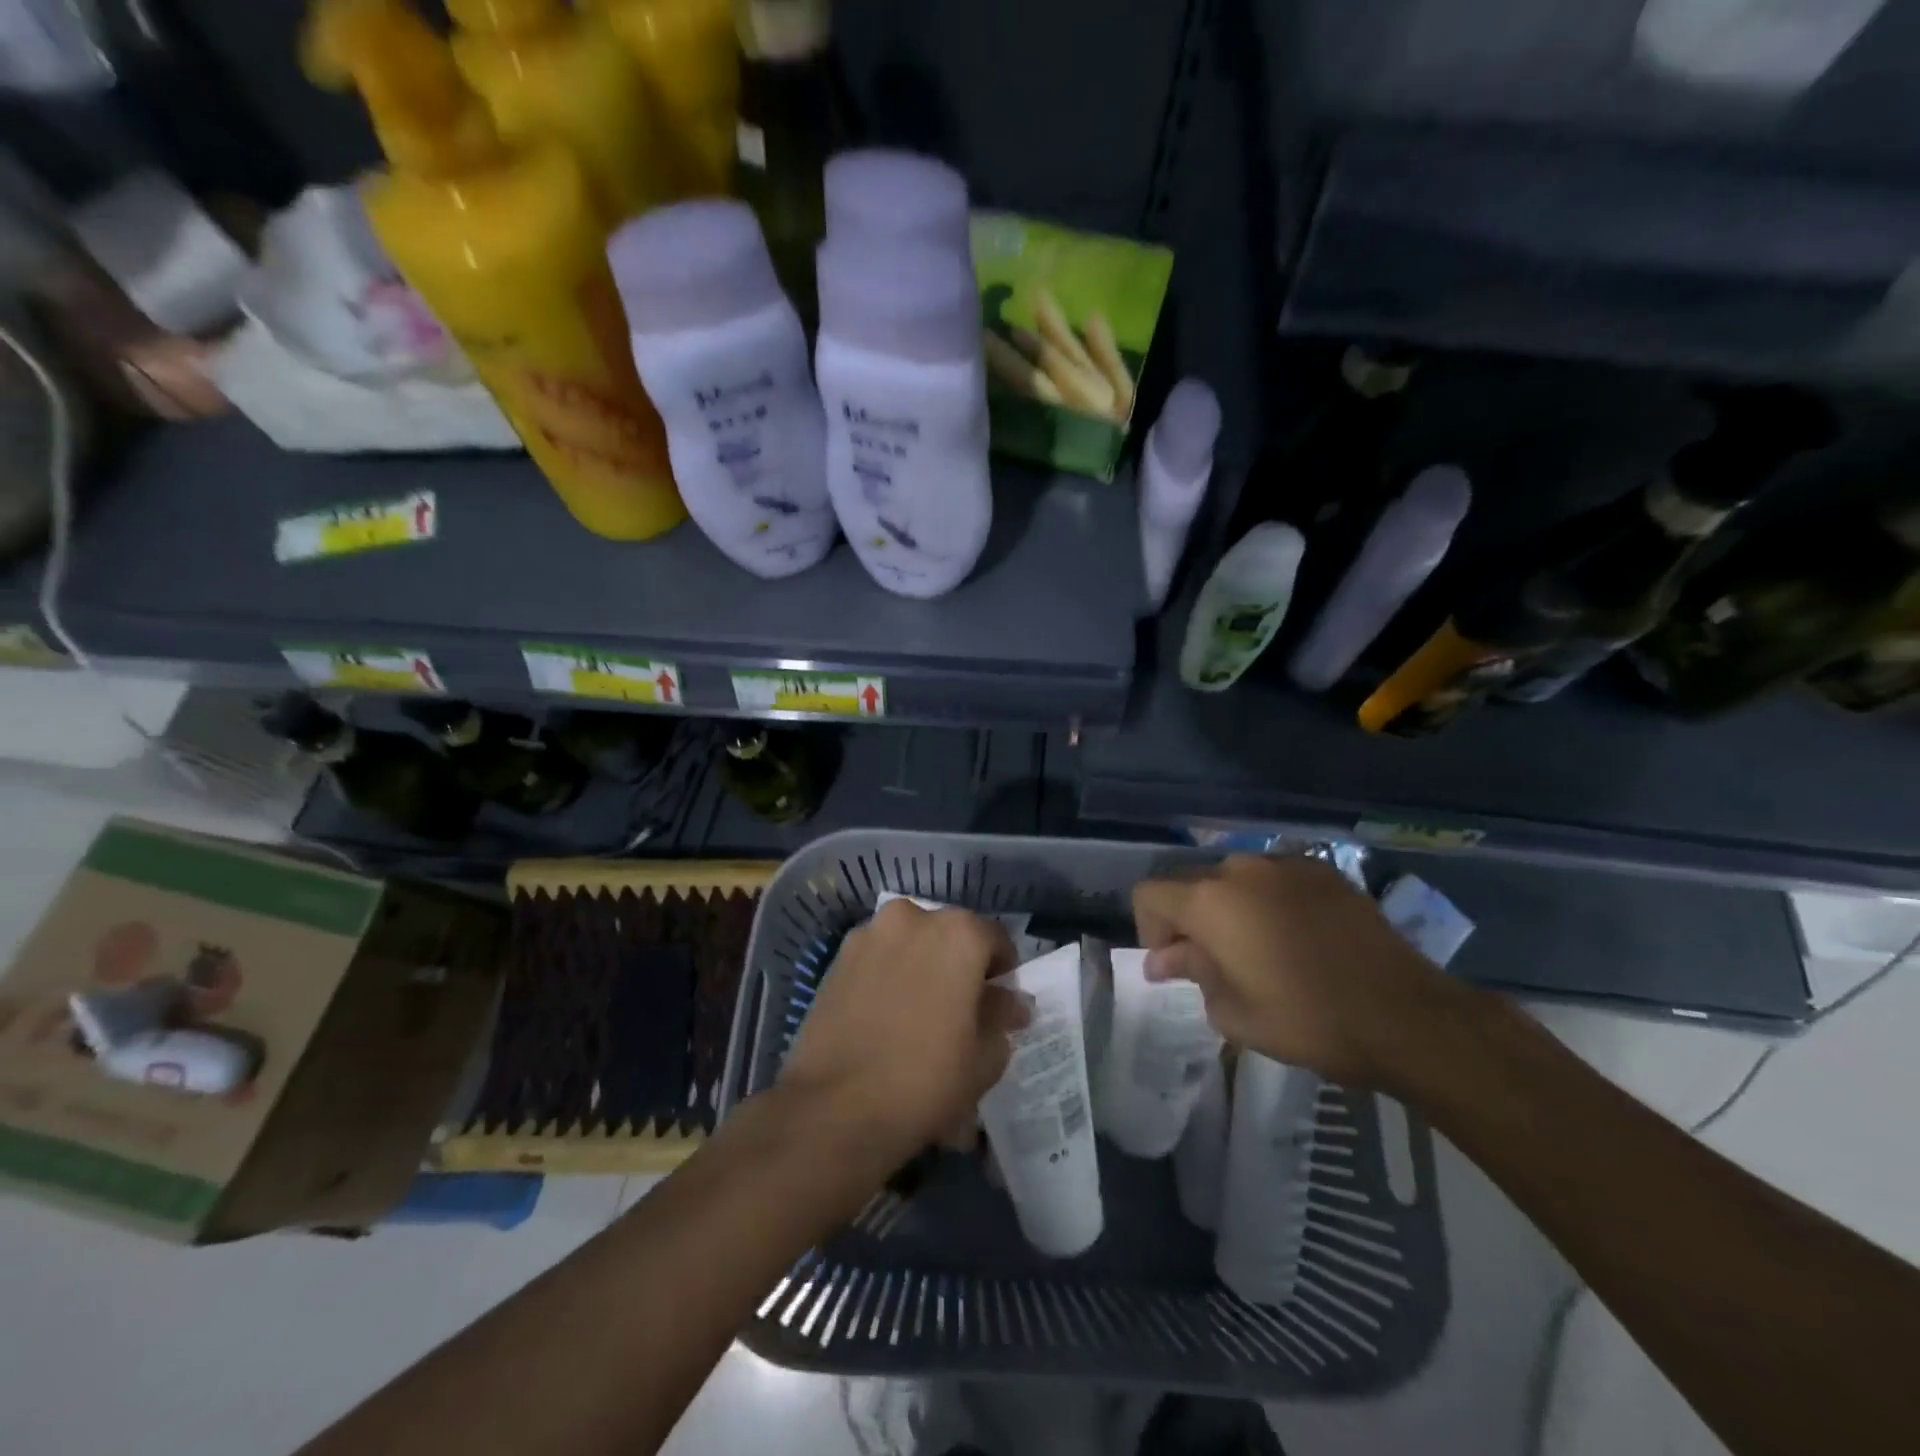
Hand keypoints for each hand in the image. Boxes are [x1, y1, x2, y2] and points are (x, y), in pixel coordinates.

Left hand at [777, 899, 1028, 1163]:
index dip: (1003, 971)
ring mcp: (870, 934)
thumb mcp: (984, 1057)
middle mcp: (913, 917)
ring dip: (922, 968)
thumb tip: (1010, 1002)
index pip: (995, 939)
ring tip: (920, 1014)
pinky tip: (887, 1017)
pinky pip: (878, 958)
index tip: (999, 1003)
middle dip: (959, 966)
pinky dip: (889, 976)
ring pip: (910, 944)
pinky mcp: (837, 957)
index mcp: (959, 933)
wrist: (835, 1108)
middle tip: (960, 1009)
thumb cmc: (925, 1079)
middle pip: (950, 936)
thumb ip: (1002, 1018)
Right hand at [1133, 855, 1462, 1087]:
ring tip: (1258, 949)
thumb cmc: (1306, 1019)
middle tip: (1212, 962)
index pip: (1149, 894)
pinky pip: (1275, 879)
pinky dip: (1269, 902)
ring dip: (1231, 908)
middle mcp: (1240, 869)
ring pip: (1235, 879)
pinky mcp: (1324, 871)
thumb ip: (1192, 973)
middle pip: (1192, 883)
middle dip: (1189, 919)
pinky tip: (1296, 937)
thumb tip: (1166, 959)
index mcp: (1209, 900)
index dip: (1149, 928)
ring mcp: (1285, 865)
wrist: (1405, 1015)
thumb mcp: (1233, 1011)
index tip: (1173, 964)